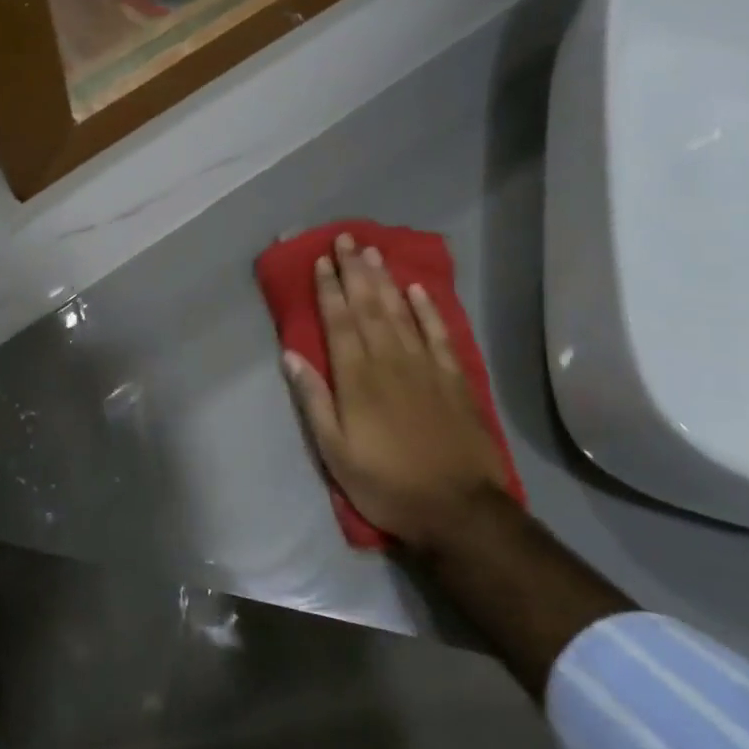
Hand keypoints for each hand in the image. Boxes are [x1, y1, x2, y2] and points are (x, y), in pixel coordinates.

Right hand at [282, 233, 508, 550]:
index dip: (329, 289)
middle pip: (369, 306)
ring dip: (384, 279)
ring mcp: (425, 366)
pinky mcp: (453, 378)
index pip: (339, 322)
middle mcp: (389, 360)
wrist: (458, 509)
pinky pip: (438, 333)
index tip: (321, 261)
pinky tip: (416, 290)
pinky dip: (427, 309)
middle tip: (345, 239)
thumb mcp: (334, 451)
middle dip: (354, 270)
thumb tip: (290, 355)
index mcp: (356, 378)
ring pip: (400, 311)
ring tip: (373, 251)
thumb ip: (313, 400)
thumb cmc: (385, 483)